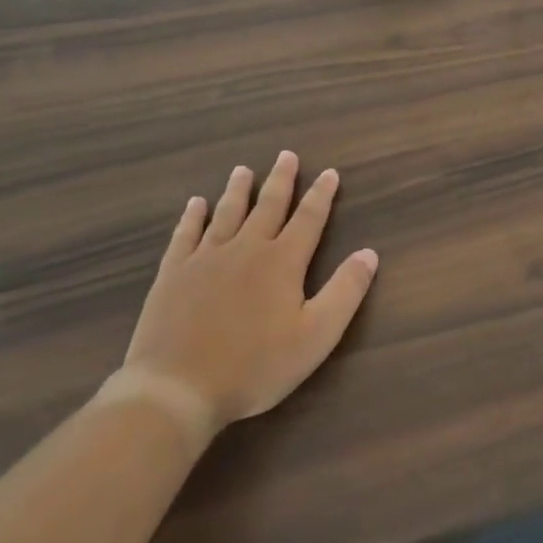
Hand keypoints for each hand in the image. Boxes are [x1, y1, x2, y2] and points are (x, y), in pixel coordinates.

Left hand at [116, 152, 378, 435]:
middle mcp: (245, 249)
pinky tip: (196, 204)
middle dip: (281, 180)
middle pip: (268, 206)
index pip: (308, 219)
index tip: (330, 173)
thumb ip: (345, 291)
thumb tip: (369, 253)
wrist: (178, 387)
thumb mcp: (316, 336)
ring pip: (226, 213)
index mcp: (282, 262)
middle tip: (287, 155)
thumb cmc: (255, 366)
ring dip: (238, 190)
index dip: (321, 195)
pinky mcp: (173, 274)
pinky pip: (186, 235)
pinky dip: (192, 216)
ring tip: (243, 169)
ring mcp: (205, 259)